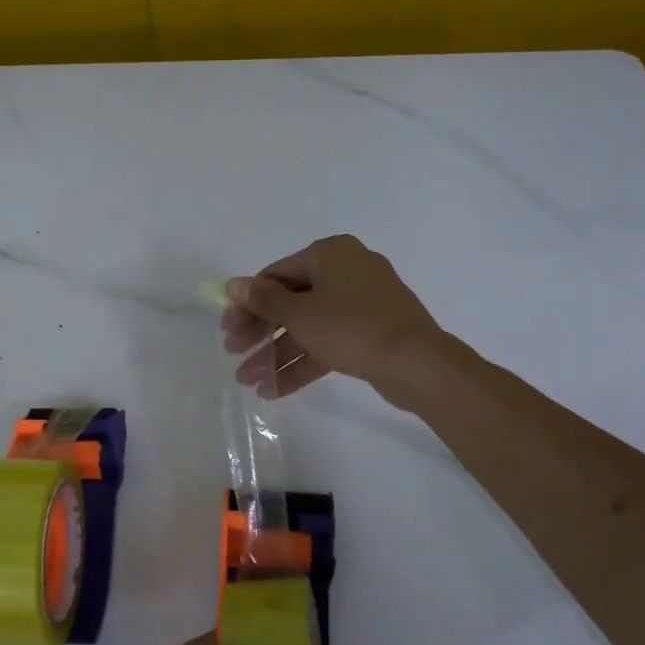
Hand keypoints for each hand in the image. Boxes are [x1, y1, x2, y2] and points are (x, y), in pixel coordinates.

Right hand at [222, 235, 440, 397]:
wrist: (417, 363)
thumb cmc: (352, 327)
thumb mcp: (300, 314)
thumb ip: (264, 300)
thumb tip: (233, 285)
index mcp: (330, 254)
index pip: (276, 275)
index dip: (247, 303)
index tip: (227, 329)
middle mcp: (346, 272)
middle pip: (290, 302)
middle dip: (260, 333)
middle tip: (234, 355)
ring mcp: (361, 304)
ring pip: (308, 327)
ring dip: (276, 354)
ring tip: (248, 382)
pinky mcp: (370, 334)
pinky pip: (328, 343)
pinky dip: (303, 363)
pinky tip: (275, 390)